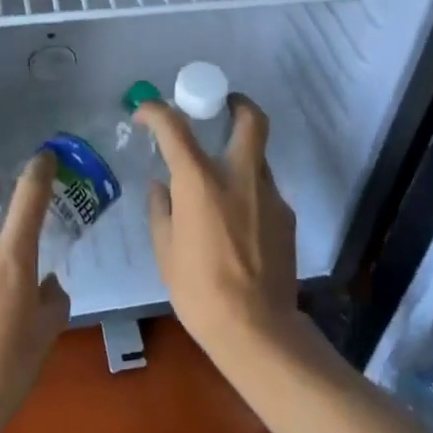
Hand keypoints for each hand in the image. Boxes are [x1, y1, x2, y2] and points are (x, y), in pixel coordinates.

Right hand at [136, 95, 299, 366]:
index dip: (157, 111)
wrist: (257, 329)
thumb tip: (162, 187)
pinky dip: (248, 191)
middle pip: (250, 120)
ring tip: (221, 183)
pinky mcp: (286, 216)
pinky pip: (264, 190)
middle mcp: (239, 177)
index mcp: (200, 182)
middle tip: (222, 106)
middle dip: (237, 103)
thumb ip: (162, 210)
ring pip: (258, 156)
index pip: (175, 127)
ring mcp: (269, 195)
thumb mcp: (166, 251)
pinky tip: (237, 222)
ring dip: (240, 155)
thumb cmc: (199, 290)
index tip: (146, 112)